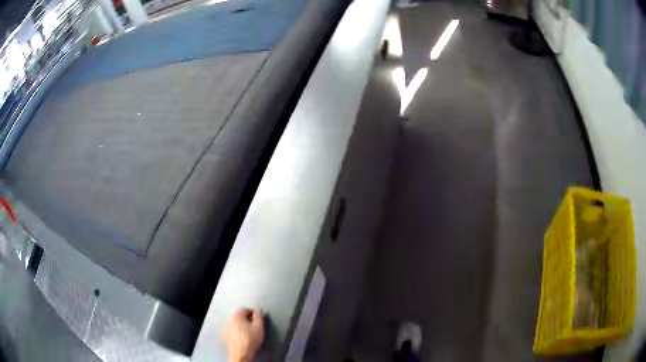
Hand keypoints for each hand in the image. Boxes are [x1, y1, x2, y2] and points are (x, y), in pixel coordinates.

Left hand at [223, 308, 263, 361]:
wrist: (241, 353)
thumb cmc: (250, 339)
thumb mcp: (259, 326)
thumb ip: (259, 316)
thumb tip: (258, 310)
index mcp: (236, 315)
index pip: (245, 309)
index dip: (253, 313)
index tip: (259, 319)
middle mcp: (228, 319)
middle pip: (239, 315)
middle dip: (247, 319)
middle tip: (255, 326)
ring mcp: (225, 327)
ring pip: (235, 323)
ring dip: (242, 325)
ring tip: (249, 332)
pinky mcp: (225, 335)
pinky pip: (232, 330)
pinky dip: (237, 331)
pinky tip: (243, 337)